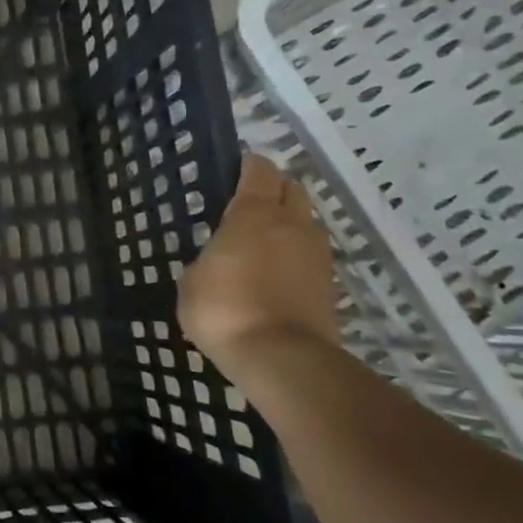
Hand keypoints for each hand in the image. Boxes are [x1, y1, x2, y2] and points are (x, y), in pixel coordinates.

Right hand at [178, 153, 339, 365]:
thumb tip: (217, 262)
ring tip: (263, 244)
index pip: (259, 169)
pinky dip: (296, 257)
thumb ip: (207, 260)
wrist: (281, 358)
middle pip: (292, 189)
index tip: (233, 170)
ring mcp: (316, 254)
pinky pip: (311, 256)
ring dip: (289, 224)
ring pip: (306, 223)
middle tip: (248, 205)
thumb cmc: (224, 309)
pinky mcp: (330, 285)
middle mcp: (291, 224)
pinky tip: (276, 275)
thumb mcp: (192, 281)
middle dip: (274, 190)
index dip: (247, 165)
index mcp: (253, 213)